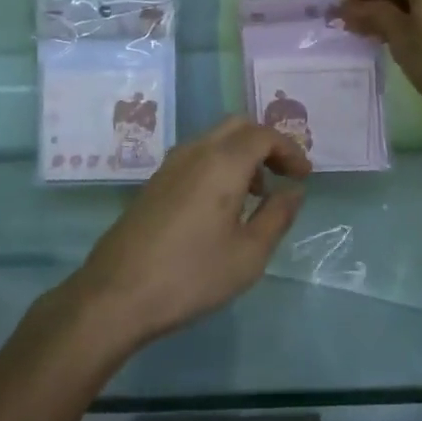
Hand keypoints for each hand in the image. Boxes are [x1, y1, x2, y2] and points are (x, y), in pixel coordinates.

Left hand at [71, 116, 310, 346]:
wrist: (116, 294)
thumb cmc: (191, 275)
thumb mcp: (248, 254)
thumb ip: (277, 216)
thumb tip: (293, 191)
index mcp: (223, 162)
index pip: (264, 135)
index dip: (290, 150)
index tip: (305, 176)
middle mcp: (196, 151)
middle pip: (238, 126)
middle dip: (266, 144)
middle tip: (283, 174)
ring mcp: (170, 164)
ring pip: (215, 139)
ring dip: (242, 154)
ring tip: (257, 193)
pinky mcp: (155, 182)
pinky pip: (197, 156)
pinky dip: (220, 164)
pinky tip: (223, 204)